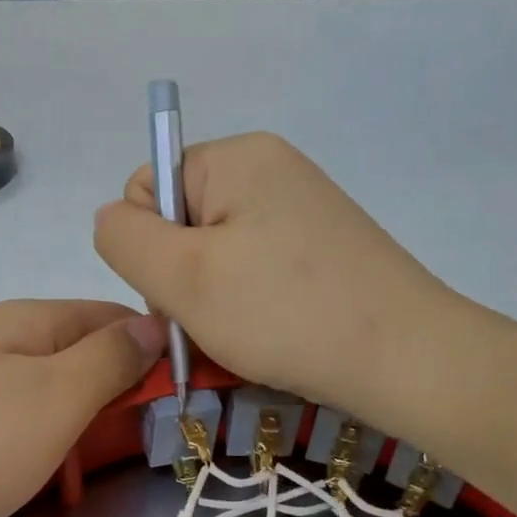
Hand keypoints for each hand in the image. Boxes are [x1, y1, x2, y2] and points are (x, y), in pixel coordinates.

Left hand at [0, 300, 163, 516]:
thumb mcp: (54, 399)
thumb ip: (109, 359)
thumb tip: (152, 322)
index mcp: (27, 321)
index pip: (112, 316)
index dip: (152, 351)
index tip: (181, 400)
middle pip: (77, 356)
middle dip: (112, 399)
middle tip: (130, 450)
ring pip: (42, 396)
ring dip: (71, 432)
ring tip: (74, 480)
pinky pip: (5, 426)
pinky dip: (29, 452)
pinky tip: (25, 484)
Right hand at [93, 132, 459, 415]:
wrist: (405, 359)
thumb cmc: (283, 314)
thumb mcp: (183, 277)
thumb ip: (124, 239)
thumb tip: (111, 218)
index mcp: (236, 157)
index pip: (147, 188)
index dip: (147, 247)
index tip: (181, 292)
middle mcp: (271, 168)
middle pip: (182, 222)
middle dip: (181, 277)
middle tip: (212, 322)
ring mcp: (302, 209)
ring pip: (216, 254)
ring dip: (212, 299)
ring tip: (243, 335)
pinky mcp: (323, 248)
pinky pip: (255, 270)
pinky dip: (248, 305)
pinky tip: (269, 333)